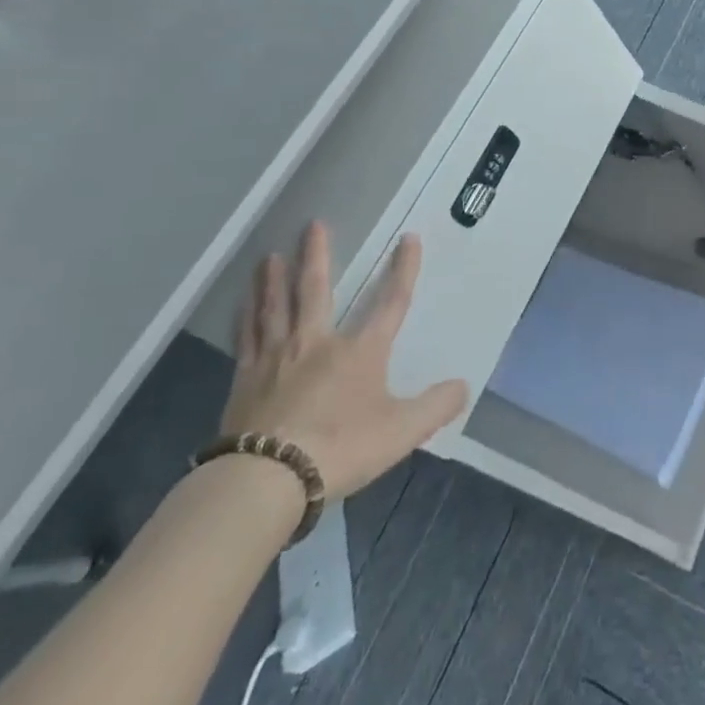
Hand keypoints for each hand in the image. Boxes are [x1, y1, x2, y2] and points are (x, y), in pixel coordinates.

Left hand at [220, 222, 467, 500]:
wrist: (267, 479)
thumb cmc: (340, 448)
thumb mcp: (401, 432)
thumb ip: (435, 407)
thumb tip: (463, 386)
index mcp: (360, 351)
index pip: (391, 302)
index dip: (403, 270)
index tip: (409, 238)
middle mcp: (317, 343)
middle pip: (316, 290)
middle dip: (317, 256)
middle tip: (313, 225)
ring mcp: (276, 359)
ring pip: (275, 307)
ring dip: (274, 279)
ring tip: (269, 256)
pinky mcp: (244, 381)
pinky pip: (246, 339)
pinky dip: (245, 318)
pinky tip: (241, 306)